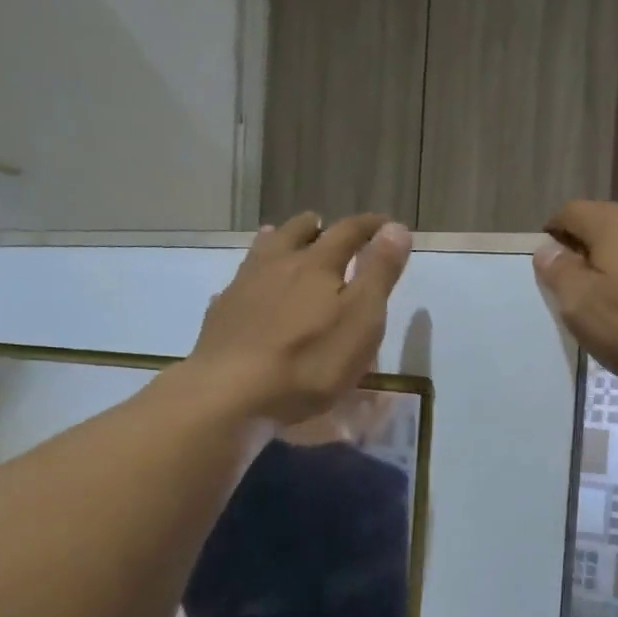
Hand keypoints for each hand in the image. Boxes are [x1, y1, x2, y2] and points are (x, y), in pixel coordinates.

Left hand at [191, 212, 412, 423]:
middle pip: (297, 232)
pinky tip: (247, 290)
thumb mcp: (361, 318)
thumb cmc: (310, 360)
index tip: (386, 224)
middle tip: (325, 225)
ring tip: (281, 238)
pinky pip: (237, 284)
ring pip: (262, 251)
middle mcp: (278, 265)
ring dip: (278, 241)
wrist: (232, 392)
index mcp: (317, 264)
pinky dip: (249, 279)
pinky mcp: (221, 314)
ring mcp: (243, 287)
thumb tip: (396, 227)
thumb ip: (379, 272)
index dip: (370, 226)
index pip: (348, 232)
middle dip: (316, 227)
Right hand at [533, 202, 617, 401]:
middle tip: (577, 293)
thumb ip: (559, 273)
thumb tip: (547, 249)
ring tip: (613, 306)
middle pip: (606, 225)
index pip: (571, 212)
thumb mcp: (583, 307)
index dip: (552, 236)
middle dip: (586, 252)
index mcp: (616, 223)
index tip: (548, 268)